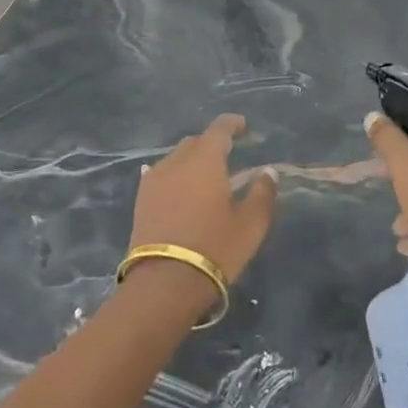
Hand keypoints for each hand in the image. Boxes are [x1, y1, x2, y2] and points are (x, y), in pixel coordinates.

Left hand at [130, 114, 277, 283]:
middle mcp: (176, 162)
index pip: (219, 130)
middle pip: (195, 142)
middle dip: (212, 144)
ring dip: (192, 161)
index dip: (232, 124)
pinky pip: (160, 175)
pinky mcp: (141, 200)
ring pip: (176, 158)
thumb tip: (267, 172)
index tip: (243, 126)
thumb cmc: (215, 248)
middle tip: (228, 155)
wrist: (164, 282)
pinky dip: (174, 175)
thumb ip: (262, 193)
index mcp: (205, 161)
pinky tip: (177, 185)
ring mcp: (154, 180)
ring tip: (205, 177)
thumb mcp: (250, 224)